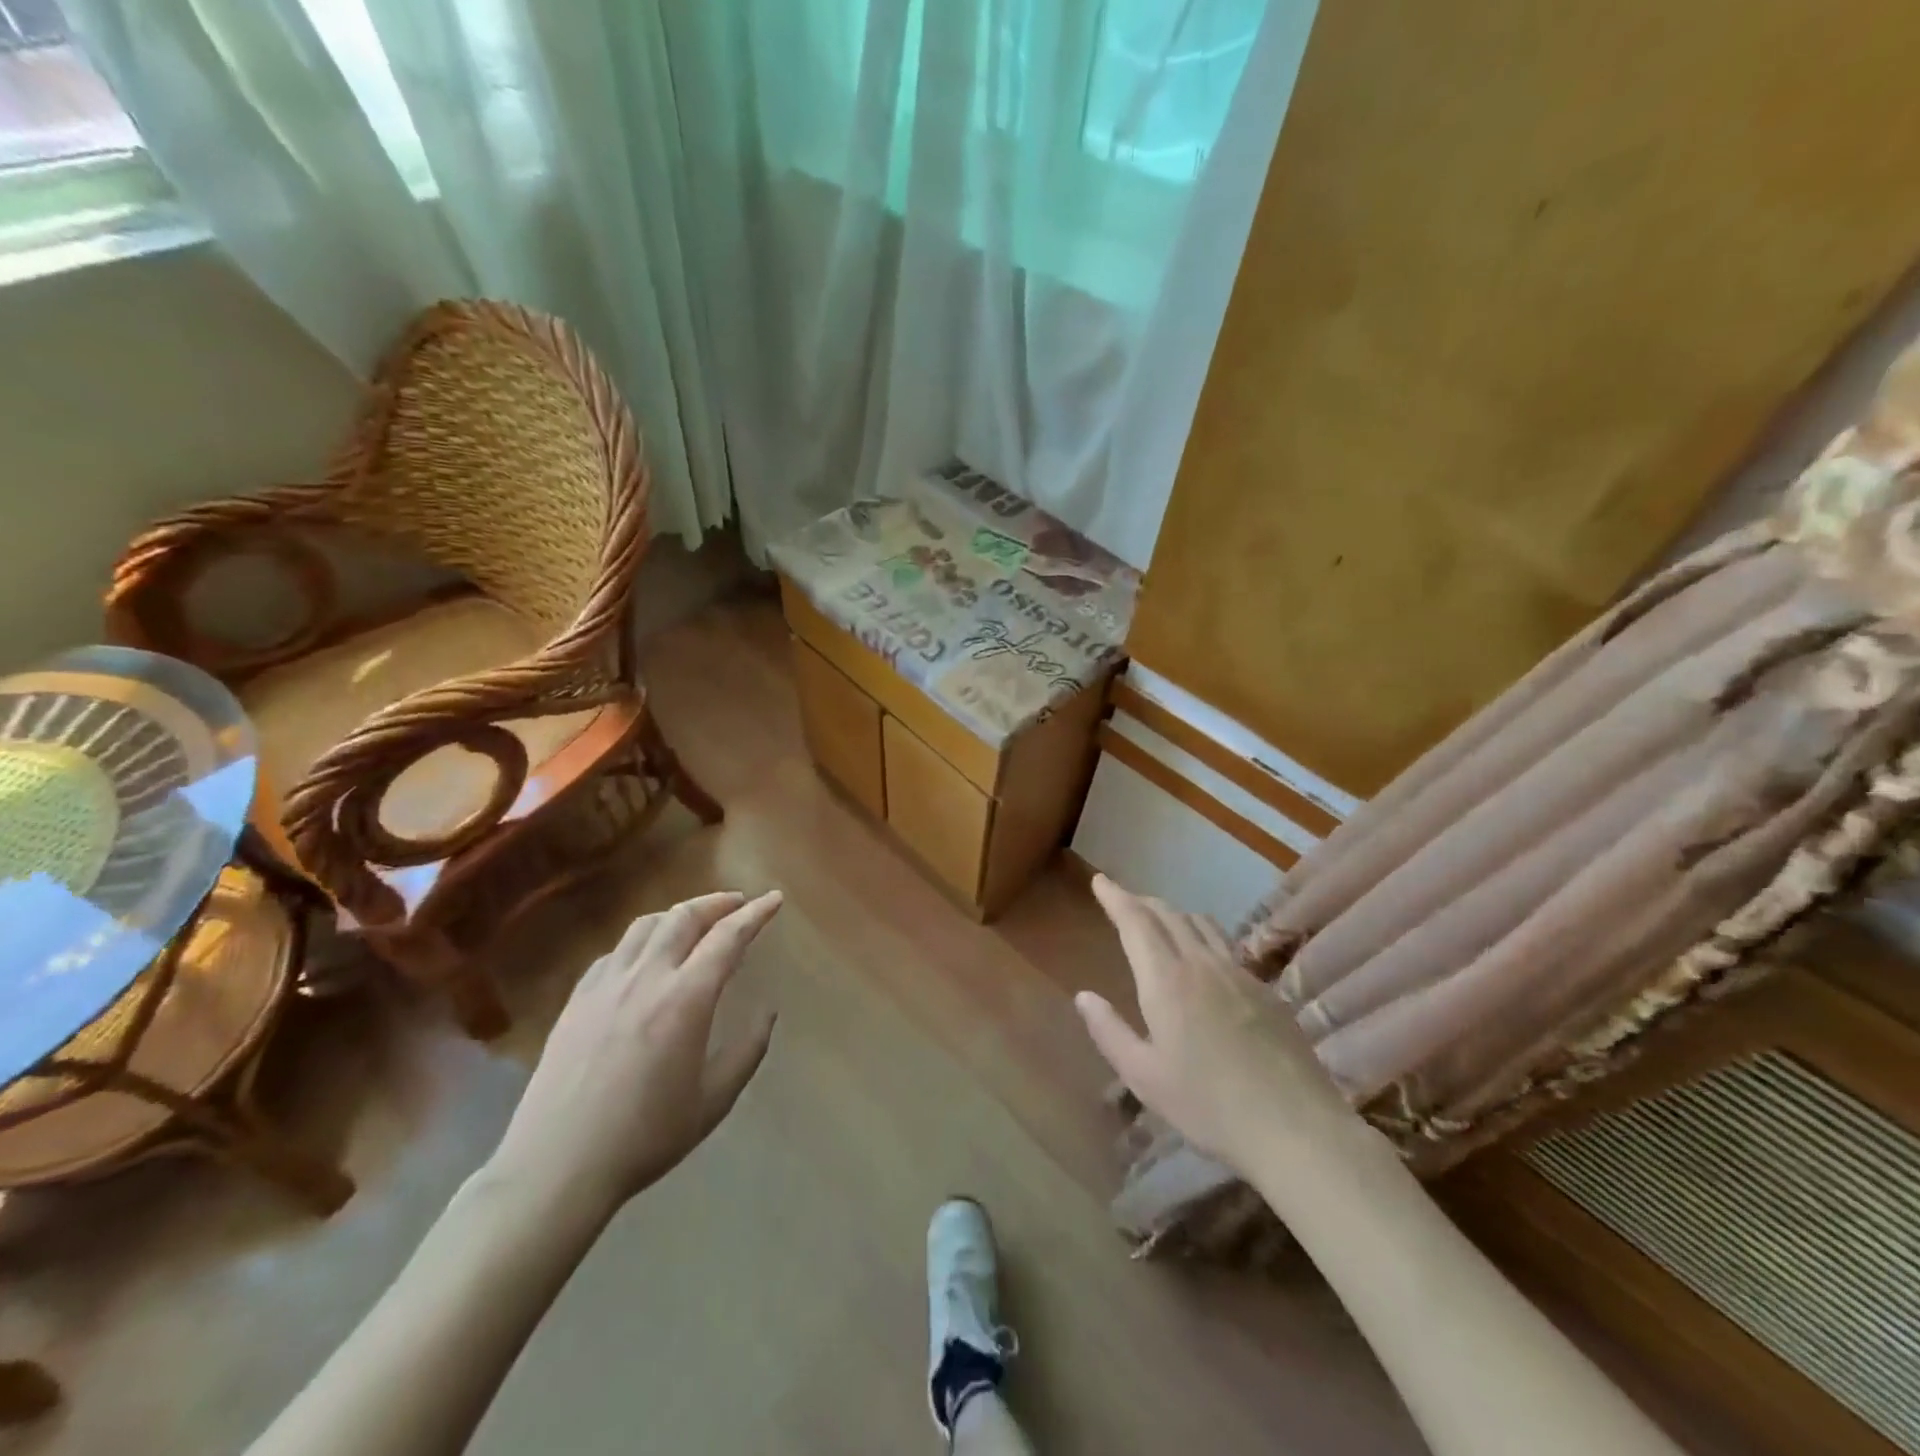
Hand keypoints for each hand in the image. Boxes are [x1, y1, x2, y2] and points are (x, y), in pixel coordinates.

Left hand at [490, 889, 781, 1217]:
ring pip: (646, 926)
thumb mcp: (713, 1100)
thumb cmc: (645, 1137)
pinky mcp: (577, 1000)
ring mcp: (606, 985)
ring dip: (678, 914)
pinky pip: (616, 952)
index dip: (755, 914)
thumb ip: (747, 1050)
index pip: (728, 937)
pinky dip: (642, 941)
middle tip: (739, 904)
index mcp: (685, 999)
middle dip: (717, 902)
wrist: (557, 1167)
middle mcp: (646, 978)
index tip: (774, 899)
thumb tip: (767, 1011)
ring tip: (695, 922)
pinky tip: (646, 959)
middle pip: (684, 917)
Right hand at [1075, 875, 1346, 1173]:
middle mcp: (1202, 964)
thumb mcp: (1144, 1077)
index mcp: (1166, 980)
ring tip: (1161, 921)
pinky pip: (1227, 946)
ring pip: (1202, 924)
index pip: (1135, 921)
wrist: (1296, 1128)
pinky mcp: (1267, 991)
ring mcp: (1240, 974)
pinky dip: (1203, 936)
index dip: (1115, 897)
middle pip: (1169, 915)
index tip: (1100, 880)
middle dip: (1141, 901)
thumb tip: (1084, 997)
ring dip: (1174, 914)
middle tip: (1122, 899)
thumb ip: (1109, 1032)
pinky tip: (1205, 960)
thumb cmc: (1208, 1105)